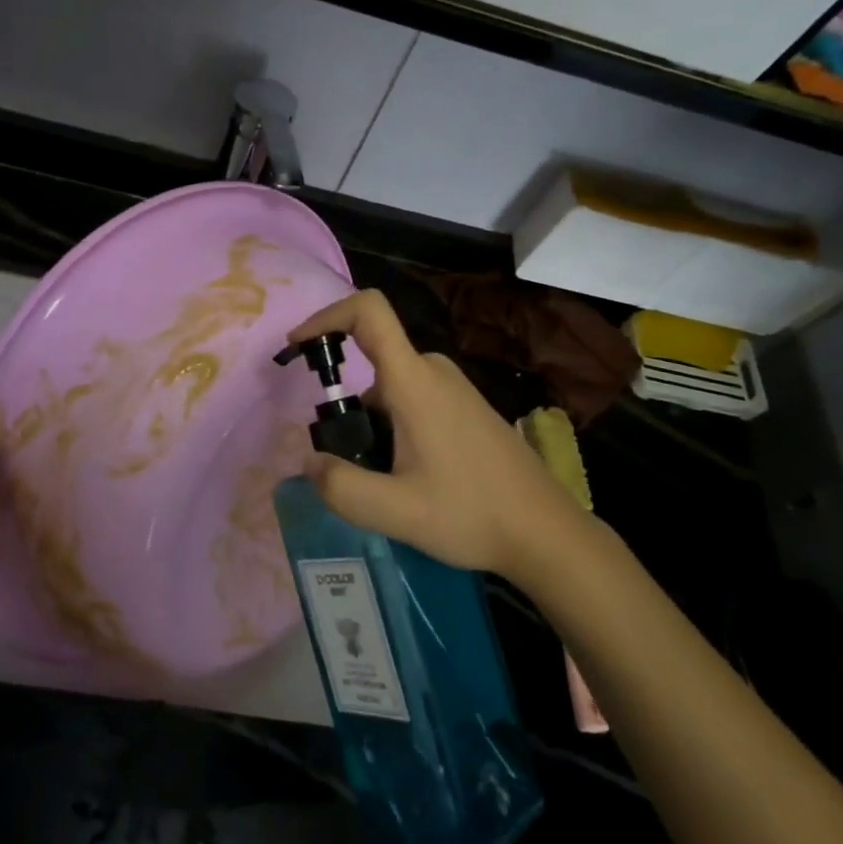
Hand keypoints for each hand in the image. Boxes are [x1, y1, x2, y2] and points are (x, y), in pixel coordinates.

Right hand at [287, 290, 595, 584]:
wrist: (545, 532)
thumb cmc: (471, 514)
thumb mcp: (394, 511)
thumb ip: (340, 486)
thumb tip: (308, 462)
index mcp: (414, 382)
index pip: (369, 312)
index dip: (326, 315)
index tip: (297, 347)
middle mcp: (434, 372)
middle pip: (372, 361)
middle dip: (344, 403)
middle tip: (342, 458)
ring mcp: (454, 389)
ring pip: (390, 387)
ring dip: (369, 422)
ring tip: (379, 482)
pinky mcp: (465, 408)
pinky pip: (413, 399)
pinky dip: (391, 426)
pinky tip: (406, 479)